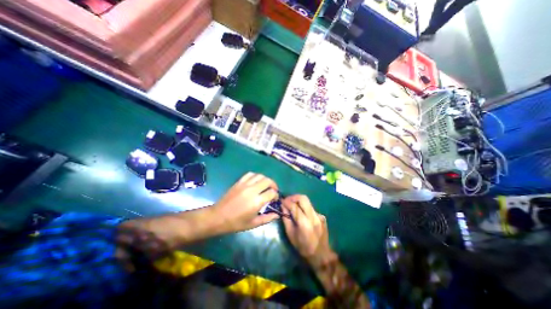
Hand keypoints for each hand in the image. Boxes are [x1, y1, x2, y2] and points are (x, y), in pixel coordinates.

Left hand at [212, 173, 280, 231]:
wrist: (218, 217)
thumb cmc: (236, 223)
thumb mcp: (253, 224)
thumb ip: (267, 218)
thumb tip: (277, 214)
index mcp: (257, 201)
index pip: (272, 192)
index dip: (276, 195)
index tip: (275, 199)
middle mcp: (252, 190)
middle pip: (268, 181)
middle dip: (273, 185)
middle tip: (273, 190)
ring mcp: (245, 184)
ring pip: (260, 175)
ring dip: (266, 179)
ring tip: (266, 185)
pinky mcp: (239, 182)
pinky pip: (250, 174)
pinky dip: (256, 176)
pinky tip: (256, 181)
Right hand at [284, 195, 335, 266]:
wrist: (321, 255)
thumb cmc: (302, 247)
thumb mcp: (290, 234)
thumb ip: (286, 218)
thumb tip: (283, 206)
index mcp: (304, 223)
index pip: (294, 206)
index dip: (286, 202)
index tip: (281, 201)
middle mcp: (313, 217)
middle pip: (303, 198)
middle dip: (293, 197)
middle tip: (287, 200)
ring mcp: (319, 216)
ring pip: (308, 202)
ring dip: (299, 201)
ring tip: (292, 205)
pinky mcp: (322, 216)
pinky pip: (311, 208)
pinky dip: (304, 208)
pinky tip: (301, 213)